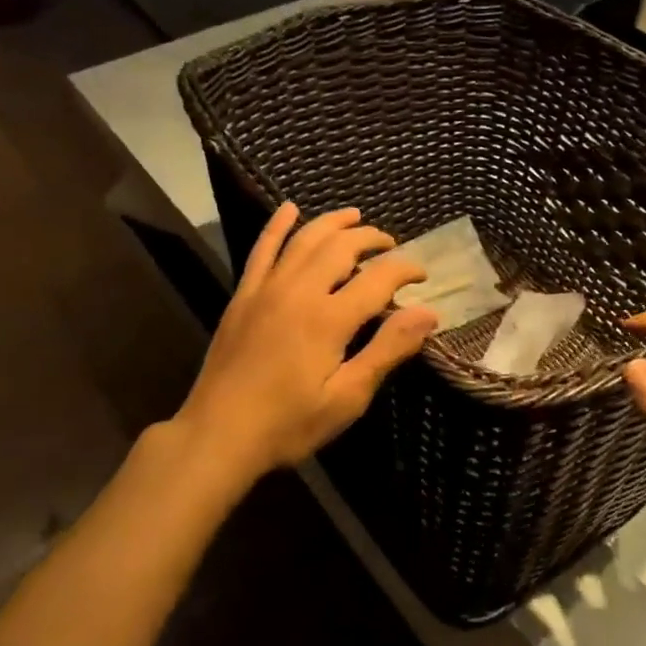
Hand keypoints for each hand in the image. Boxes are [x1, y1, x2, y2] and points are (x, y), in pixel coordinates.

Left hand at [170, 205, 436, 483]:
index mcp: (329, 318)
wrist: (217, 435)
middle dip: (371, 239)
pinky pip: (262, 249)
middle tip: (391, 245)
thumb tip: (428, 313)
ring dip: (333, 223)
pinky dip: (277, 225)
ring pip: (304, 239)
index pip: (378, 278)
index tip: (422, 275)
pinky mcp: (243, 296)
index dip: (405, 270)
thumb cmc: (289, 424)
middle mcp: (299, 291)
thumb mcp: (348, 397)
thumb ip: (387, 349)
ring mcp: (266, 289)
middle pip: (342, 247)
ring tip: (355, 216)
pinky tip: (290, 209)